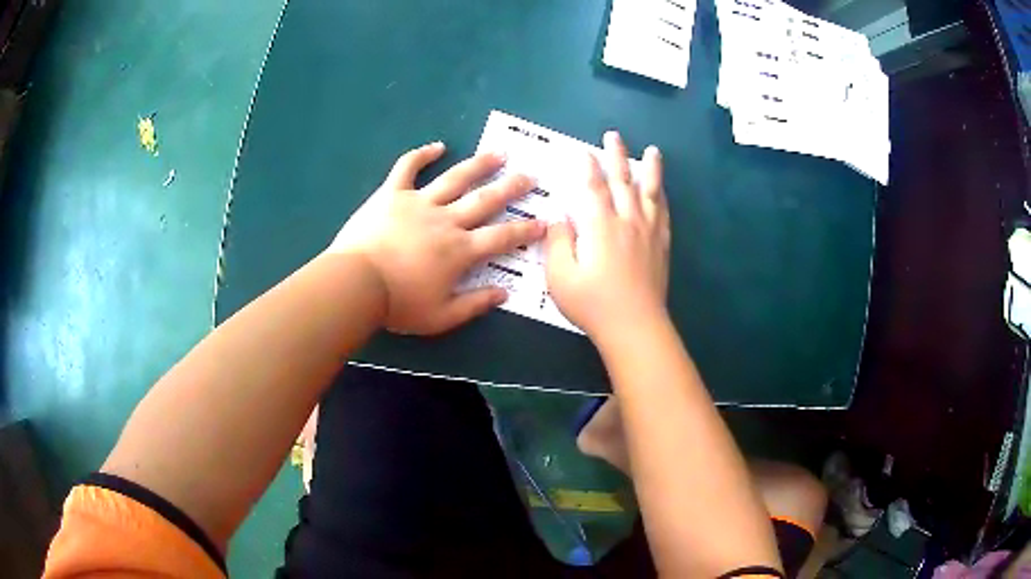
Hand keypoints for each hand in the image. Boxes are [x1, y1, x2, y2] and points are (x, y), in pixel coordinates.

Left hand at [330, 142, 544, 334]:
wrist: (356, 284)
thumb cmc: (398, 304)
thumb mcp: (441, 317)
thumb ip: (474, 305)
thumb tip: (504, 293)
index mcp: (460, 250)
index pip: (501, 237)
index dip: (525, 230)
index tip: (543, 222)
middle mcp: (446, 220)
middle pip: (485, 200)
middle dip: (511, 188)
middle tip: (530, 175)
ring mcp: (419, 202)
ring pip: (455, 178)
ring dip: (479, 164)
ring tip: (498, 153)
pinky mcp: (392, 194)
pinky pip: (407, 168)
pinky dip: (421, 155)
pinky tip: (437, 146)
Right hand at [545, 131, 669, 338]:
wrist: (634, 326)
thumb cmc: (592, 303)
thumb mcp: (560, 276)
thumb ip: (557, 242)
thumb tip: (558, 217)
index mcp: (600, 226)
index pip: (592, 187)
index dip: (586, 166)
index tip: (582, 150)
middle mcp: (627, 221)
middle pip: (622, 181)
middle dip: (616, 156)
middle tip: (613, 135)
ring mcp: (648, 232)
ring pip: (650, 192)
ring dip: (650, 169)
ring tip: (653, 151)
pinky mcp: (661, 246)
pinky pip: (664, 213)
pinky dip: (662, 197)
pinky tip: (662, 191)